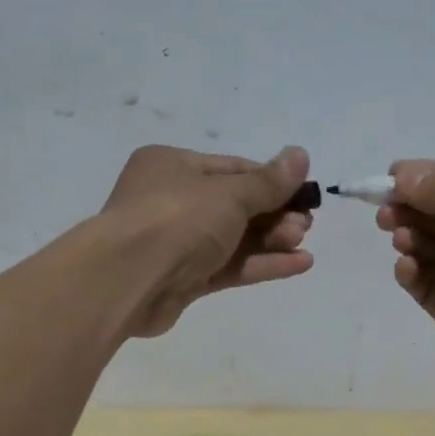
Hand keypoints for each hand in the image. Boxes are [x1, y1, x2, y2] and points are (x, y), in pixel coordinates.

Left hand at [102, 144, 314, 336]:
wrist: (128, 279)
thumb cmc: (177, 219)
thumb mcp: (229, 194)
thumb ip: (268, 182)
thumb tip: (301, 154)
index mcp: (173, 166)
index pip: (232, 169)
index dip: (271, 181)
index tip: (303, 193)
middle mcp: (171, 201)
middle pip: (234, 206)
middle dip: (273, 215)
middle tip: (306, 225)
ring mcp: (176, 244)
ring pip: (232, 239)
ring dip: (271, 241)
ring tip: (304, 244)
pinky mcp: (183, 281)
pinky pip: (228, 267)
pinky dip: (260, 265)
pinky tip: (298, 265)